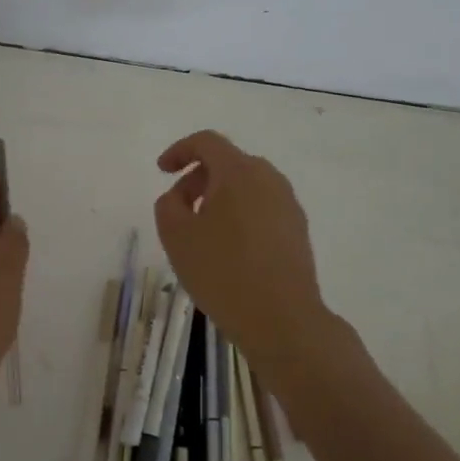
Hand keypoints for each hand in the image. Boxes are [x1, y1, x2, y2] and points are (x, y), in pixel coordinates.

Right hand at [153, 131, 326, 364]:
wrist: (282, 318)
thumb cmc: (222, 271)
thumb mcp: (176, 236)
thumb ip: (168, 204)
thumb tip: (180, 196)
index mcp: (239, 172)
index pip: (207, 142)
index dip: (179, 151)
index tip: (162, 170)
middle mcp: (269, 179)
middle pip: (228, 163)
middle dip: (198, 178)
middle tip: (179, 208)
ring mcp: (288, 204)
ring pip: (247, 186)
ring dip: (219, 198)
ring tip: (202, 231)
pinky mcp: (298, 229)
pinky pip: (262, 207)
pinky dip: (240, 215)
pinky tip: (229, 248)